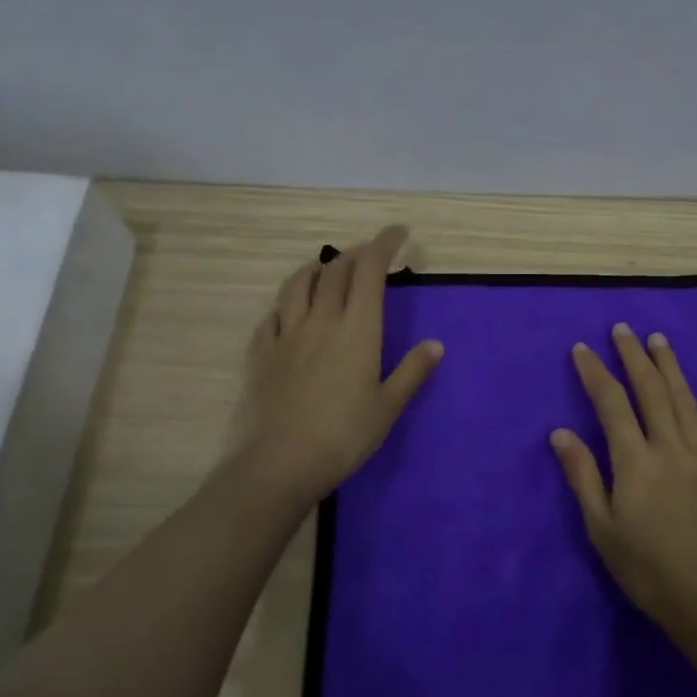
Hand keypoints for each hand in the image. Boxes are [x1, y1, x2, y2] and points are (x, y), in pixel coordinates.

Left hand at [229, 225, 443, 503]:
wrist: (280, 462)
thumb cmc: (344, 435)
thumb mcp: (388, 406)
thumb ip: (412, 372)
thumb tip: (435, 345)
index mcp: (357, 329)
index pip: (370, 271)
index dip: (383, 244)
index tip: (398, 233)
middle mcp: (320, 321)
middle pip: (335, 271)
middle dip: (355, 254)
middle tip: (370, 256)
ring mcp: (286, 335)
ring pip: (298, 285)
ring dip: (316, 270)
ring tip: (327, 271)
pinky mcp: (260, 354)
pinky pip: (272, 316)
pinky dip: (286, 304)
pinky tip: (289, 313)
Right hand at [550, 323, 696, 642]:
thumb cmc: (646, 569)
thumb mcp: (601, 528)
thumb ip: (582, 476)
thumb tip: (560, 432)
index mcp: (635, 461)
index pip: (610, 404)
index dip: (594, 373)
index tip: (582, 348)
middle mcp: (670, 448)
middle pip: (650, 392)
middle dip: (633, 357)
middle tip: (622, 329)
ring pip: (686, 402)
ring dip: (671, 368)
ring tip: (659, 340)